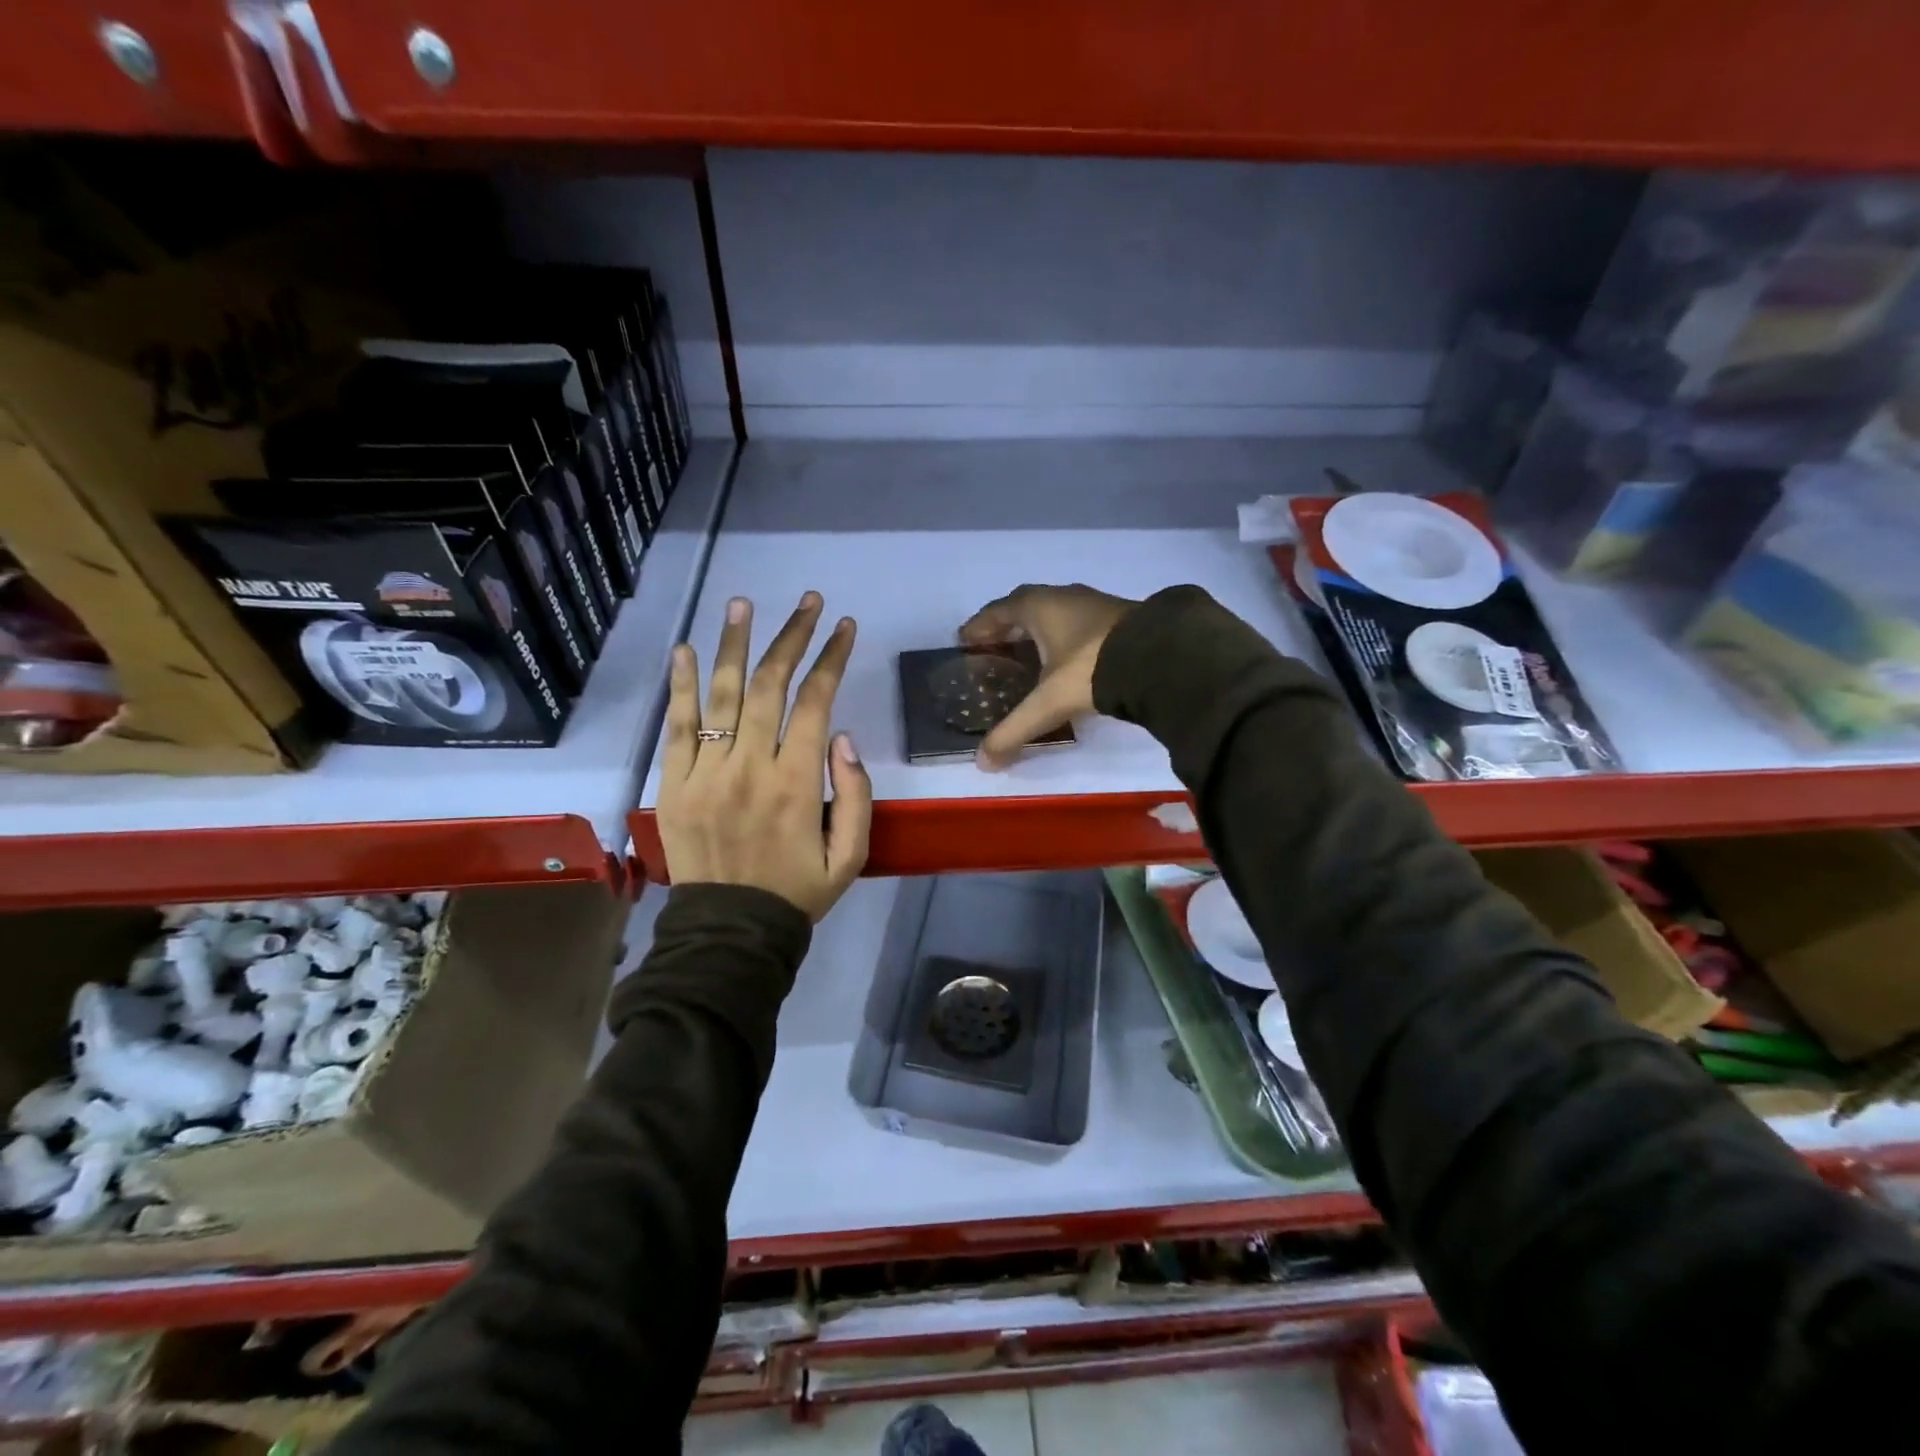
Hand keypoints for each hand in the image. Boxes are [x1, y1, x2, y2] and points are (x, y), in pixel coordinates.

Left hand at [659, 592, 871, 920]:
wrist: (730, 933)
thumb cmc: (797, 892)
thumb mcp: (850, 855)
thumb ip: (856, 794)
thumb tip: (843, 736)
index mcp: (796, 783)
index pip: (815, 702)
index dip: (831, 658)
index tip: (843, 626)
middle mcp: (750, 766)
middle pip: (769, 685)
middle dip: (791, 637)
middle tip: (806, 601)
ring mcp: (706, 773)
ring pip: (720, 694)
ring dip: (733, 644)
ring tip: (743, 603)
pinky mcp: (674, 784)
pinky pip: (676, 726)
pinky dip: (680, 685)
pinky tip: (686, 649)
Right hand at [959, 583, 1138, 769]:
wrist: (1159, 657)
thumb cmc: (1090, 669)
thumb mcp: (1047, 702)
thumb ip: (1014, 730)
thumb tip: (983, 763)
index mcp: (1038, 606)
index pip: (998, 611)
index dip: (979, 626)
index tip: (964, 641)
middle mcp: (1064, 597)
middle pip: (1025, 609)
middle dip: (1006, 629)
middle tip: (991, 650)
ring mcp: (1094, 605)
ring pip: (1055, 615)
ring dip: (1037, 633)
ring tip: (1026, 657)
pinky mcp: (1118, 619)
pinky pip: (1077, 625)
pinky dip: (1063, 639)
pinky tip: (1065, 661)